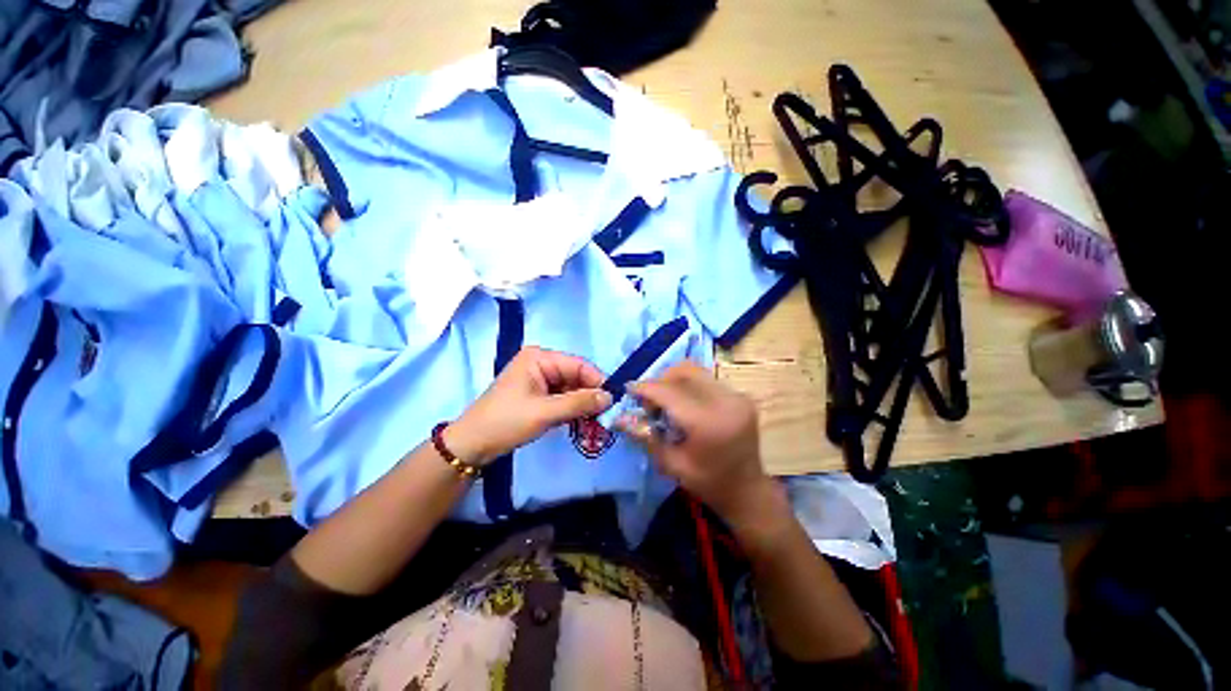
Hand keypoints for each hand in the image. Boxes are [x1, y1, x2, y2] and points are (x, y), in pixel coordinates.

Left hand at [445, 347, 612, 466]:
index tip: (612, 401)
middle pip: (575, 376)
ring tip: (593, 421)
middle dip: (589, 395)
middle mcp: (541, 363)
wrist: (472, 445)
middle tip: (604, 416)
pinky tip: (579, 421)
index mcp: (540, 357)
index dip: (597, 381)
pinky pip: (561, 397)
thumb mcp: (545, 412)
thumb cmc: (506, 422)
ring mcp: (538, 378)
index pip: (578, 365)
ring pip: (570, 388)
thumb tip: (610, 397)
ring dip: (581, 404)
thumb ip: (579, 403)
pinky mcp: (537, 394)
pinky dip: (571, 408)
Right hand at [615, 361, 780, 526]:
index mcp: (708, 422)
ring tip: (665, 401)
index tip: (628, 389)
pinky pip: (707, 380)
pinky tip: (684, 404)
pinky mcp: (741, 396)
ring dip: (674, 380)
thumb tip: (619, 417)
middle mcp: (726, 401)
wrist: (749, 492)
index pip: (670, 392)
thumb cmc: (708, 484)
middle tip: (649, 399)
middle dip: (660, 380)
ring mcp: (737, 396)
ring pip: (696, 371)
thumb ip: (646, 436)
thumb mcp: (671, 464)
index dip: (646, 387)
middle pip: (684, 371)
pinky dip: (689, 386)